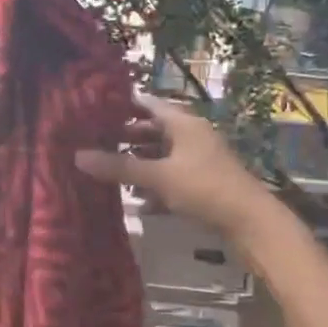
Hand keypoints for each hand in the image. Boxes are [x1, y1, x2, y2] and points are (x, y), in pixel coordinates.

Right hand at [75, 94, 274, 237]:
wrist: (250, 222)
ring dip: (137, 165)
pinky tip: (137, 204)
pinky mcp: (201, 184)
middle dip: (123, 139)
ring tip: (107, 174)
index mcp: (183, 124)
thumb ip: (119, 167)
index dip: (120, 105)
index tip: (91, 110)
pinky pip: (170, 179)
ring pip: (160, 157)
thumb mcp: (158, 177)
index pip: (146, 104)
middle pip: (151, 131)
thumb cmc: (204, 188)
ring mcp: (197, 160)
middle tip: (92, 144)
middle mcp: (190, 136)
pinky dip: (153, 187)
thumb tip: (77, 156)